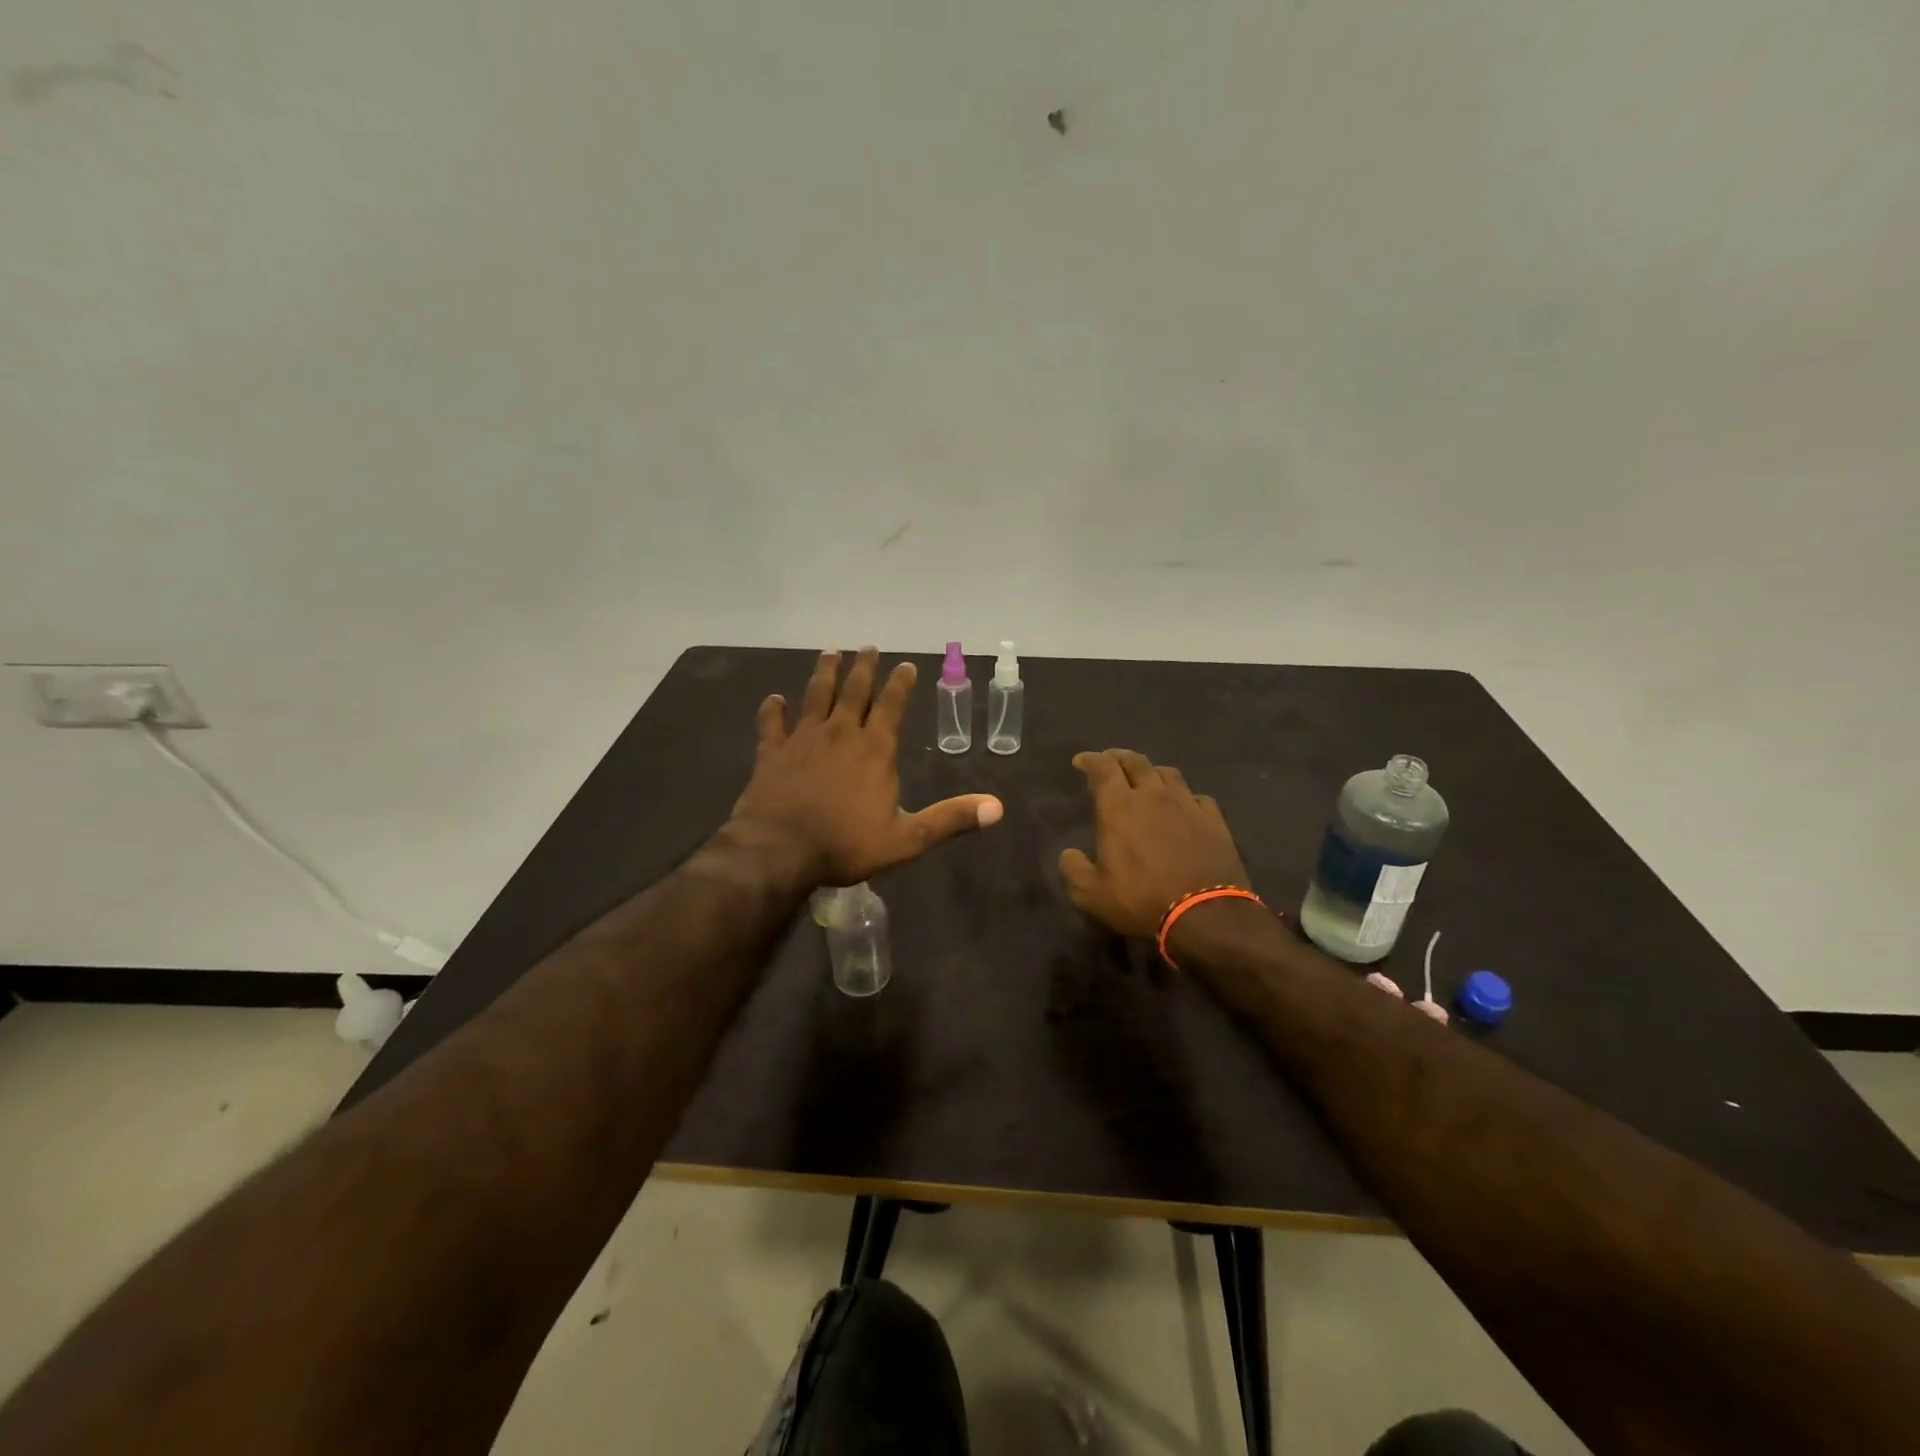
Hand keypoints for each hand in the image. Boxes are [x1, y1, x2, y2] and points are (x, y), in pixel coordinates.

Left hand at [731, 647, 1003, 886]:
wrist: (779, 851)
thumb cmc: (845, 845)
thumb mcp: (907, 839)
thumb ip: (950, 819)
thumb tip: (997, 808)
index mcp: (875, 749)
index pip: (892, 705)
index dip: (900, 683)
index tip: (906, 664)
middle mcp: (840, 733)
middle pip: (854, 691)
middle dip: (863, 668)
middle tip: (868, 647)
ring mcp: (803, 739)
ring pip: (815, 696)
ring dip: (824, 673)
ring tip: (830, 653)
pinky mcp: (772, 752)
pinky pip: (772, 724)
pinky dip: (773, 709)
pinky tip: (774, 699)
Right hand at [1059, 749, 1249, 939]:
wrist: (1206, 916)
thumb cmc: (1141, 901)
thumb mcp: (1091, 895)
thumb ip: (1074, 870)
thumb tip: (1069, 854)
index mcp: (1119, 807)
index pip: (1103, 768)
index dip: (1090, 760)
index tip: (1081, 762)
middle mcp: (1153, 796)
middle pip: (1136, 761)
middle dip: (1119, 757)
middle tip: (1110, 761)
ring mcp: (1188, 805)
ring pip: (1168, 773)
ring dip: (1152, 772)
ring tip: (1146, 779)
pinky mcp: (1214, 820)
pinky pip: (1198, 797)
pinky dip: (1185, 797)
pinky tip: (1184, 806)